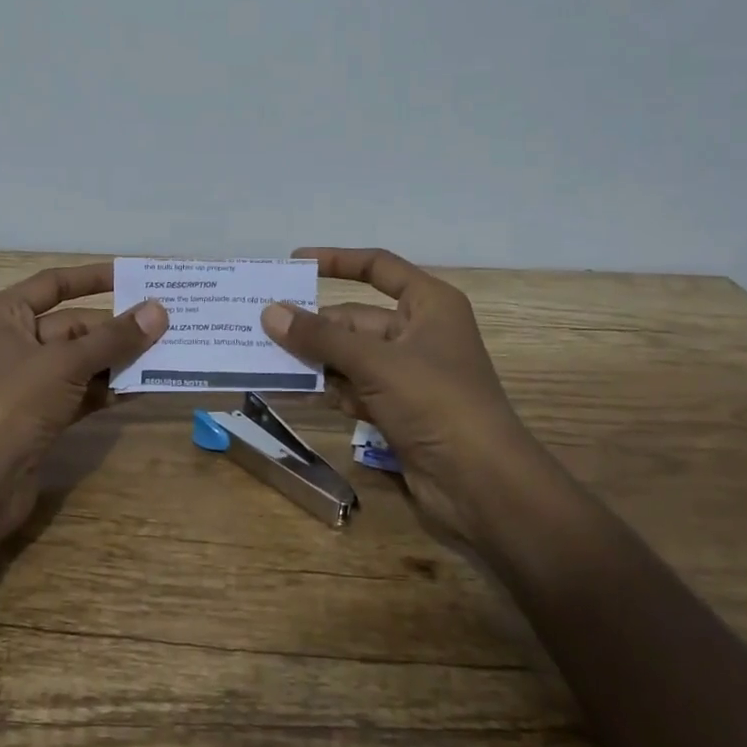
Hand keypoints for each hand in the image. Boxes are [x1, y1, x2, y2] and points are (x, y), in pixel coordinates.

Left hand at [0, 262, 166, 554]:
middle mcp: (12, 343)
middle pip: (73, 325)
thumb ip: (114, 338)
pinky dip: (109, 389)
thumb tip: (159, 310)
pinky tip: (145, 386)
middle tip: (168, 323)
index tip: (134, 277)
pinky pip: (81, 391)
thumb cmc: (11, 405)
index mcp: (2, 316)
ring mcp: (26, 383)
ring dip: (119, 359)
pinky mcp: (40, 416)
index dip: (93, 278)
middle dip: (117, 327)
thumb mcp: (65, 364)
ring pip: (81, 360)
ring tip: (167, 352)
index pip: (53, 284)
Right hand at [260, 247, 536, 542]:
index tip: (294, 264)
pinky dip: (332, 391)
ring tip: (269, 362)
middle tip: (263, 330)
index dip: (336, 261)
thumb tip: (270, 311)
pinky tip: (300, 394)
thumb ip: (320, 338)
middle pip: (356, 319)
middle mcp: (420, 332)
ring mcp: (410, 374)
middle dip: (315, 327)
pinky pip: (356, 388)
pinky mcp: (400, 410)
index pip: (377, 267)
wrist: (483, 485)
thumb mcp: (375, 363)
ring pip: (352, 357)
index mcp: (429, 305)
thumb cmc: (436, 403)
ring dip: (317, 362)